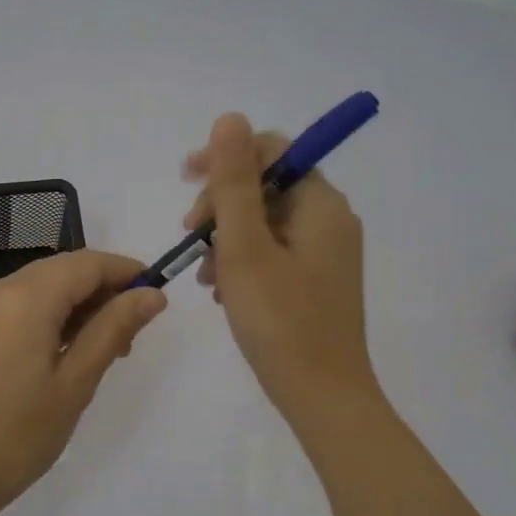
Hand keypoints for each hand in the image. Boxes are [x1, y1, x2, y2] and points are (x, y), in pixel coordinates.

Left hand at [0, 250, 167, 511]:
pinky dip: (51, 315)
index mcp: (24, 298)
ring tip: (104, 350)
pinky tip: (67, 351)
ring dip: (78, 305)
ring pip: (43, 286)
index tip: (156, 299)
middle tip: (131, 337)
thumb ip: (113, 329)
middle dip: (103, 291)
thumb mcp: (76, 382)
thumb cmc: (19, 435)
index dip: (125, 272)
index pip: (86, 263)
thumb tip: (151, 294)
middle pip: (63, 270)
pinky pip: (21, 303)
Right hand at [182, 113, 378, 421]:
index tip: (185, 179)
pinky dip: (242, 261)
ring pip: (264, 222)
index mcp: (321, 204)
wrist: (322, 397)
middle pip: (266, 186)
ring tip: (203, 275)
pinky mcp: (316, 280)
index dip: (226, 157)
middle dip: (221, 205)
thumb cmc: (280, 320)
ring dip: (226, 238)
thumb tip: (229, 117)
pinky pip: (272, 252)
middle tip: (190, 236)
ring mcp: (325, 252)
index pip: (273, 151)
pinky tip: (221, 291)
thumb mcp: (245, 246)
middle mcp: (330, 220)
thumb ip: (234, 181)